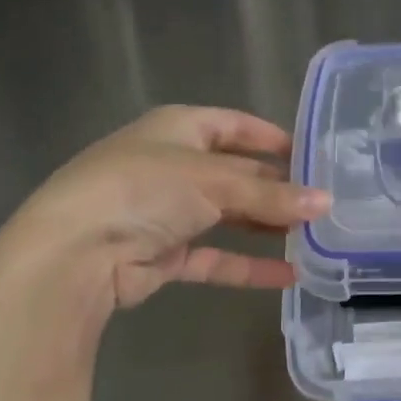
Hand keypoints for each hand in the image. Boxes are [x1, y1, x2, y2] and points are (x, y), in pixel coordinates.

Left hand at [2, 106, 328, 311]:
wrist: (74, 253)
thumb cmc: (145, 190)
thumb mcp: (214, 182)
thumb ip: (271, 194)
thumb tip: (326, 202)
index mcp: (178, 128)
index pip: (233, 125)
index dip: (271, 138)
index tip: (312, 155)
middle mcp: (171, 165)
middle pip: (234, 173)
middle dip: (276, 187)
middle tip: (321, 202)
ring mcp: (164, 212)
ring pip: (226, 216)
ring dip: (265, 226)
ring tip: (312, 236)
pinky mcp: (161, 254)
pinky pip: (214, 256)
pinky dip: (246, 265)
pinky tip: (287, 276)